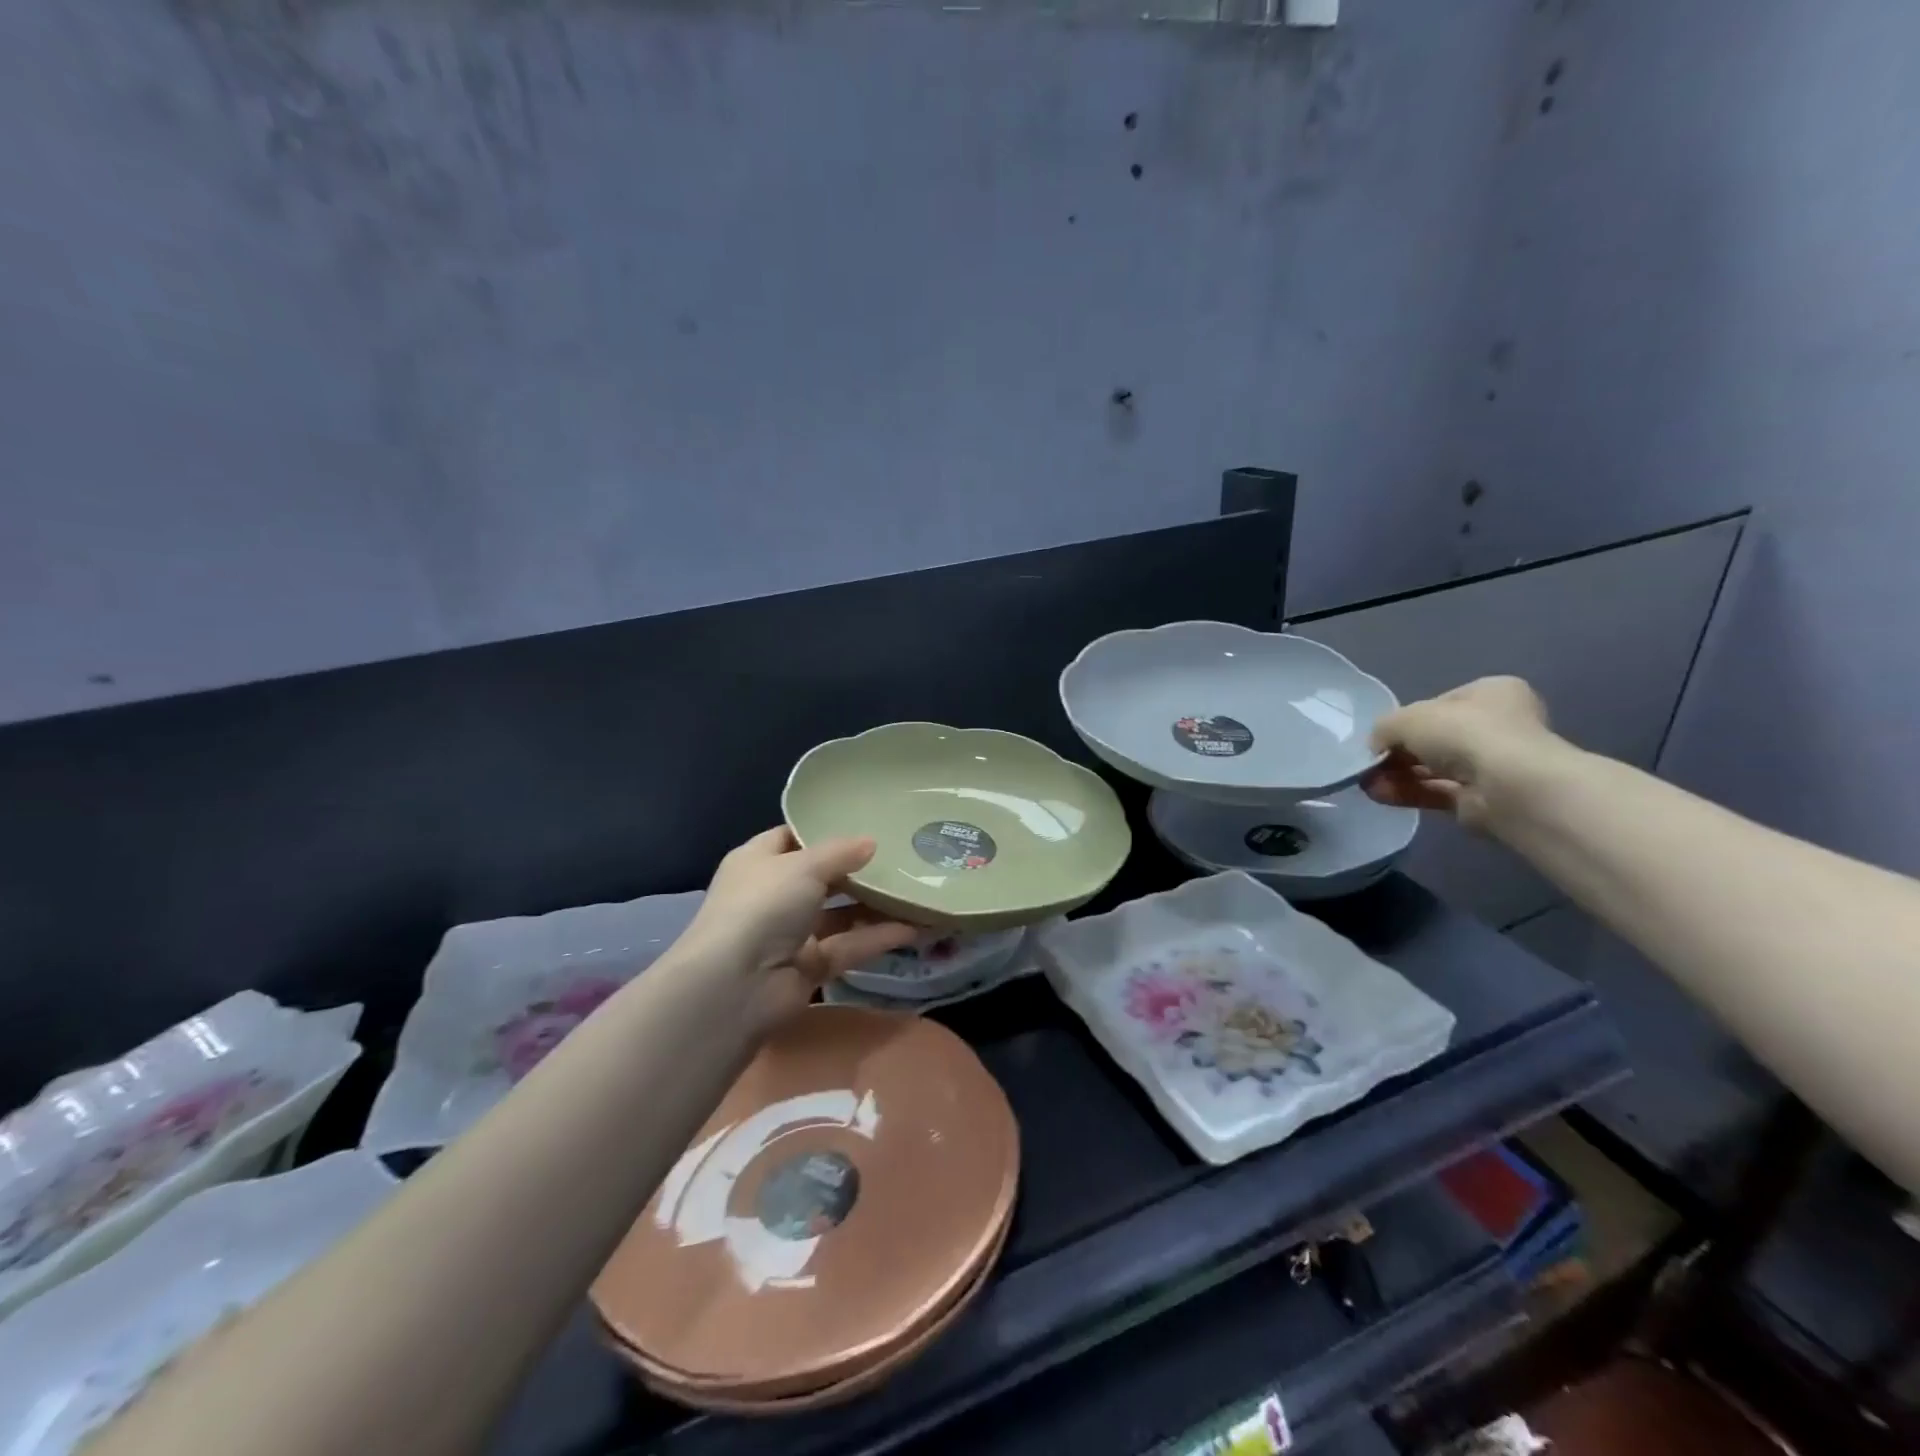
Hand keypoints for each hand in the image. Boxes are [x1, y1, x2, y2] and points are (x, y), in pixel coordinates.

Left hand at [681, 827, 918, 1026]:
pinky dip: (877, 938)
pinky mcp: (810, 967)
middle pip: (822, 877)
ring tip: (916, 891)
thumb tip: (871, 842)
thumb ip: (840, 852)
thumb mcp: (803, 866)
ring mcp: (791, 934)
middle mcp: (773, 895)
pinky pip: (848, 946)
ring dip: (874, 906)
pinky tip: (915, 928)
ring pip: (840, 915)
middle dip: (858, 869)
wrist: (736, 987)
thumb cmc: (763, 907)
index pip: (792, 838)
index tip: (864, 821)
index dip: (823, 830)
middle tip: (901, 855)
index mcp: (758, 862)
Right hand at [1364, 676, 1560, 830]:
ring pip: (1432, 768)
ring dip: (1397, 775)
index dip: (1405, 719)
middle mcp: (1497, 726)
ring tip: (1366, 782)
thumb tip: (1376, 747)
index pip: (1439, 704)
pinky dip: (1408, 792)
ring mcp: (1492, 765)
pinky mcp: (1482, 798)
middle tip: (1369, 764)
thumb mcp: (1407, 718)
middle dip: (1397, 753)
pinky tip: (1380, 795)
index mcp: (1490, 693)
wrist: (1507, 786)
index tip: (1382, 736)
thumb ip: (1384, 728)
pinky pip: (1437, 791)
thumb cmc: (1463, 733)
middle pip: (1433, 739)